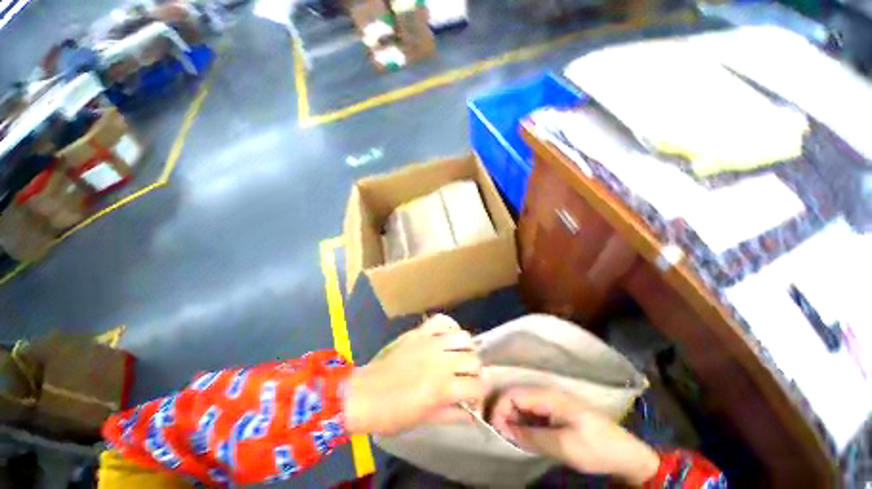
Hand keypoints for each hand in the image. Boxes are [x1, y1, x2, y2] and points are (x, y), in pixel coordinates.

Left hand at [343, 315, 483, 435]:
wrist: (364, 394)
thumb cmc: (393, 414)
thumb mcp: (425, 419)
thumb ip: (452, 414)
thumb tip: (472, 413)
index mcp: (443, 387)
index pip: (478, 386)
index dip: (480, 393)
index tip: (474, 397)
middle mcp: (442, 361)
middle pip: (474, 360)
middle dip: (474, 372)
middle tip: (464, 378)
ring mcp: (431, 342)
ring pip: (463, 337)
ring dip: (465, 349)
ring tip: (457, 356)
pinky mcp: (420, 332)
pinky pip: (442, 321)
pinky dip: (448, 327)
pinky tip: (445, 337)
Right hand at [490, 387, 659, 485]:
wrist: (625, 454)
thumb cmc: (595, 447)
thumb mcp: (563, 446)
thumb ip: (531, 436)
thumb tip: (503, 429)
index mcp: (548, 396)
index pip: (513, 394)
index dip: (499, 408)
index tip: (493, 429)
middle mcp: (547, 394)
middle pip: (516, 397)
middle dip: (504, 414)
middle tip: (500, 436)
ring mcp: (551, 402)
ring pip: (523, 405)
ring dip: (513, 420)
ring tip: (510, 439)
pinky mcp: (555, 412)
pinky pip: (532, 413)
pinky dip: (524, 424)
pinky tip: (523, 437)